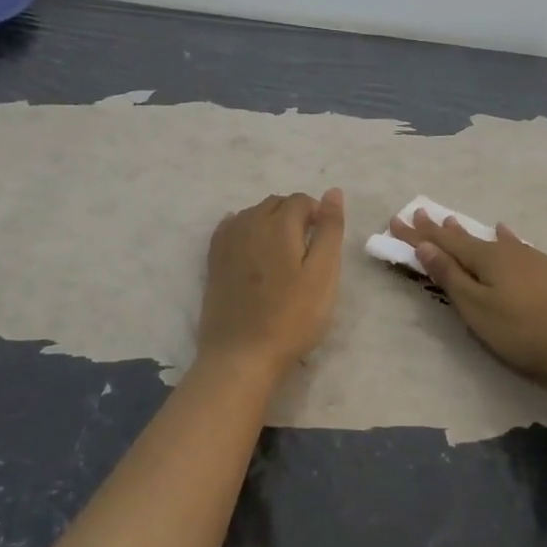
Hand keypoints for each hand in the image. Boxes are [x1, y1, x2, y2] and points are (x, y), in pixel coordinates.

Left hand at [197, 189, 345, 378]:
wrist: (242, 355)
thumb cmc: (292, 317)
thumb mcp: (324, 274)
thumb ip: (329, 229)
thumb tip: (333, 191)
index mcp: (278, 223)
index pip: (301, 200)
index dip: (317, 214)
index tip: (325, 242)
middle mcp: (248, 223)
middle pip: (275, 204)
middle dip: (294, 215)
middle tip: (308, 250)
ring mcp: (226, 242)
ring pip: (252, 215)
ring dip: (270, 222)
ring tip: (284, 254)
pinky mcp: (213, 262)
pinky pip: (229, 229)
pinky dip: (244, 229)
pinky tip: (251, 245)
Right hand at [388, 209, 546, 387]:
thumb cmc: (521, 329)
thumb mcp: (476, 307)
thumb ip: (450, 277)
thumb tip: (426, 246)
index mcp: (485, 258)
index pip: (442, 243)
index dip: (418, 234)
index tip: (396, 221)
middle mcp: (505, 250)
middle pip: (465, 238)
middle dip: (438, 230)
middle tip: (419, 214)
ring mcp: (529, 258)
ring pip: (490, 240)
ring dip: (468, 232)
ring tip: (452, 222)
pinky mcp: (546, 270)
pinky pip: (514, 245)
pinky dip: (502, 238)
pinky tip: (505, 232)